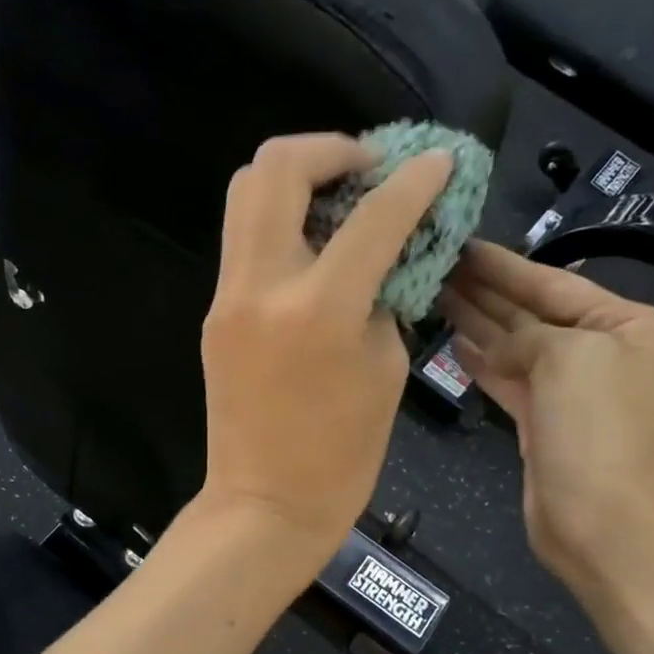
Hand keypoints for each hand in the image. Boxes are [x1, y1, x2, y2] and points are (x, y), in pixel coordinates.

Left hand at [197, 133, 453, 573]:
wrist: (265, 505)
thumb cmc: (341, 456)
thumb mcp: (386, 368)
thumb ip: (383, 296)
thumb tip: (380, 256)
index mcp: (319, 308)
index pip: (374, 214)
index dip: (415, 178)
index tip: (438, 162)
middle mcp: (262, 286)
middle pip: (276, 166)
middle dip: (331, 148)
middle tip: (368, 170)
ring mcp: (228, 298)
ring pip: (246, 193)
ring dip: (296, 177)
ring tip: (339, 198)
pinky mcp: (215, 314)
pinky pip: (244, 241)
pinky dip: (280, 222)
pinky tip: (314, 246)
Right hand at [440, 241, 653, 581]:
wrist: (602, 521)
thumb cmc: (595, 429)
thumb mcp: (568, 356)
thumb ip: (526, 335)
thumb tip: (493, 346)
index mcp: (625, 324)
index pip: (553, 283)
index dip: (503, 266)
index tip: (461, 245)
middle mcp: (599, 352)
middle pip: (531, 312)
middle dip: (486, 290)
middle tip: (436, 266)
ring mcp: (569, 391)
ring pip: (514, 346)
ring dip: (477, 322)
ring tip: (433, 295)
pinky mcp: (542, 423)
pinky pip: (507, 379)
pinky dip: (481, 362)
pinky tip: (453, 342)